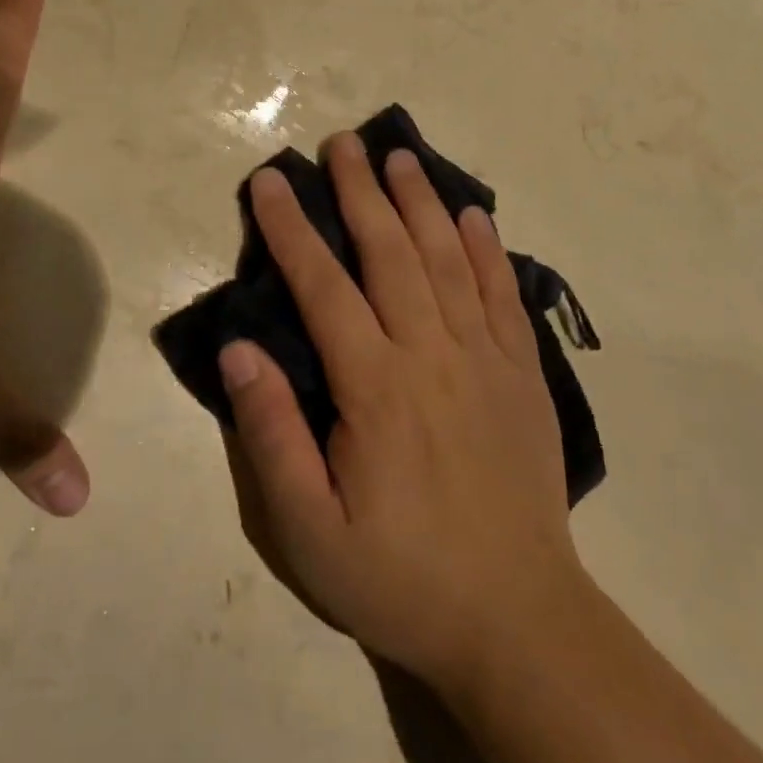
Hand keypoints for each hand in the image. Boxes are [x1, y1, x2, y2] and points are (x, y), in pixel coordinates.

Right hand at [219, 134, 584, 693]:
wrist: (517, 619)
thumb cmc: (401, 577)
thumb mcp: (309, 530)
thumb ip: (272, 435)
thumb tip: (239, 351)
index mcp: (375, 388)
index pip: (324, 287)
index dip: (293, 229)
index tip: (272, 181)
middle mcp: (431, 355)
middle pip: (390, 253)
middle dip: (361, 192)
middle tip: (344, 143)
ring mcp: (485, 359)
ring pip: (448, 260)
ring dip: (421, 203)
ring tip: (401, 157)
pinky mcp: (523, 375)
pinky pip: (503, 295)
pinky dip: (486, 250)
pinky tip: (474, 215)